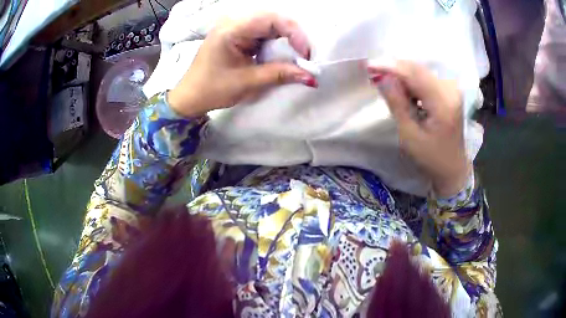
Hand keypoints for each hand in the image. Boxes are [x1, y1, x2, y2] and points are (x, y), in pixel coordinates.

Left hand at [167, 13, 315, 117]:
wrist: (190, 97)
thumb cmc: (212, 89)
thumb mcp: (247, 82)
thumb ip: (279, 74)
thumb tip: (310, 76)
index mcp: (231, 30)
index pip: (271, 19)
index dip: (294, 33)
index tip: (305, 54)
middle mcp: (234, 23)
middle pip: (273, 19)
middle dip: (292, 35)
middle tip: (304, 55)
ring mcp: (235, 28)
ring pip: (270, 25)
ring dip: (285, 39)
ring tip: (295, 56)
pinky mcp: (238, 36)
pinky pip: (262, 33)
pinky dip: (275, 43)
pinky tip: (280, 55)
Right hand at [368, 61, 471, 196]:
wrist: (452, 167)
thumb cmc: (431, 157)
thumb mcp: (410, 135)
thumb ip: (397, 103)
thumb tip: (381, 77)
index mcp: (443, 102)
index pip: (414, 74)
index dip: (391, 66)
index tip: (369, 66)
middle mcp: (450, 89)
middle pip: (417, 68)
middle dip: (394, 68)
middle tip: (374, 74)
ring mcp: (451, 88)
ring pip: (420, 71)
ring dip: (401, 74)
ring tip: (386, 84)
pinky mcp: (449, 89)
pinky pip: (425, 77)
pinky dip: (411, 80)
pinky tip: (403, 91)